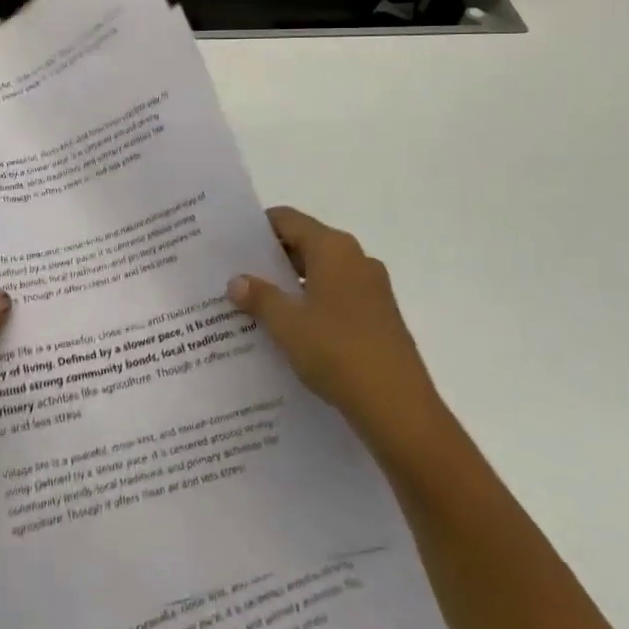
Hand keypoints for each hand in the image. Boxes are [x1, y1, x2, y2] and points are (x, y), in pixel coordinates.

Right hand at [227, 207, 440, 449]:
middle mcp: (356, 259)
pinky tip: (289, 332)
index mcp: (334, 249)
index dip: (257, 229)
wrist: (400, 409)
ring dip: (290, 287)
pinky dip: (311, 306)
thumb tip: (237, 281)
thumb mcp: (287, 324)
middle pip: (305, 244)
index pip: (287, 220)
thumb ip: (260, 297)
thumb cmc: (339, 353)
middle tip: (234, 276)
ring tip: (254, 306)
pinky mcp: (380, 318)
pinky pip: (336, 298)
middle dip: (270, 260)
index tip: (229, 244)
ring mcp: (372, 289)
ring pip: (320, 274)